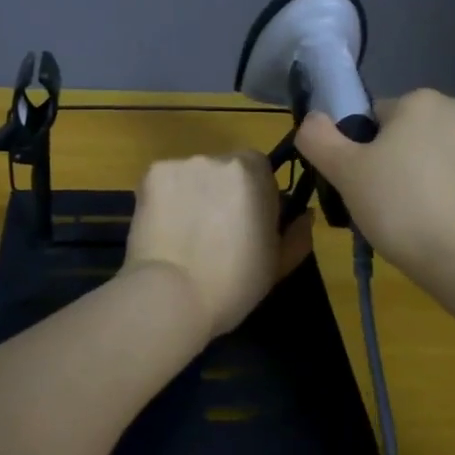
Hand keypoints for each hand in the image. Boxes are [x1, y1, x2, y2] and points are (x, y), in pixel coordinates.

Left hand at [124, 151, 315, 342]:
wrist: (170, 295)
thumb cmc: (233, 284)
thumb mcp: (278, 265)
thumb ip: (297, 234)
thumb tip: (304, 215)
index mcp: (254, 173)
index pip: (260, 170)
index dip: (256, 195)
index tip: (248, 224)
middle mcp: (218, 158)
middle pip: (225, 168)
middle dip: (222, 192)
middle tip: (214, 231)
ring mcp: (181, 163)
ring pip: (193, 175)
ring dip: (193, 194)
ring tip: (184, 233)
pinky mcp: (150, 174)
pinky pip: (165, 182)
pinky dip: (165, 199)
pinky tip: (163, 229)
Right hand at [294, 89, 454, 289]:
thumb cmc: (402, 207)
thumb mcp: (344, 173)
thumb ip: (318, 138)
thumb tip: (312, 119)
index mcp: (422, 100)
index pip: (375, 118)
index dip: (362, 151)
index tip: (362, 185)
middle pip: (411, 133)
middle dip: (397, 160)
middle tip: (385, 203)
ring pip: (440, 155)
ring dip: (426, 176)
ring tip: (415, 219)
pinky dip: (453, 193)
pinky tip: (444, 224)